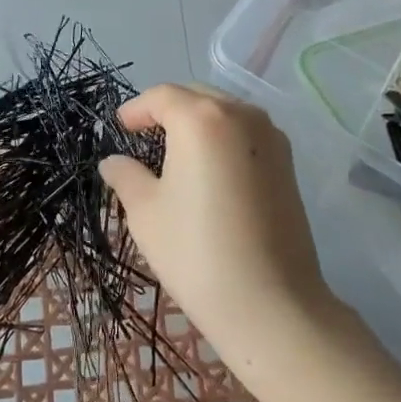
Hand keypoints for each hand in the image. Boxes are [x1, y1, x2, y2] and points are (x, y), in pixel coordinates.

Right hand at [100, 85, 335, 368]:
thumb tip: (113, 162)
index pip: (161, 97)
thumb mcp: (146, 212)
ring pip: (225, 111)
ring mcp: (270, 136)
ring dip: (198, 121)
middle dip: (168, 109)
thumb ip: (126, 176)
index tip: (120, 126)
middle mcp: (240, 114)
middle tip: (144, 133)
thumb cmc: (197, 252)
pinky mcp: (288, 162)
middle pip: (196, 96)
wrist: (272, 305)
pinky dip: (223, 137)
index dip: (136, 109)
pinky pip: (246, 133)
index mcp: (201, 118)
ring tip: (176, 150)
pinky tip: (210, 168)